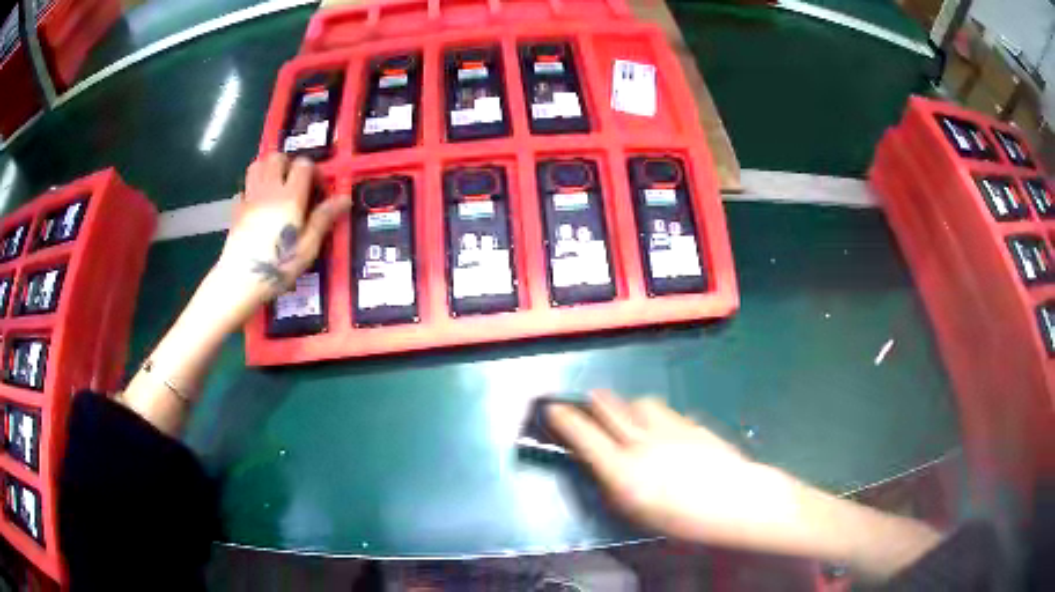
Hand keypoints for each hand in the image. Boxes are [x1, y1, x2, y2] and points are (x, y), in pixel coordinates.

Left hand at [209, 153, 351, 327]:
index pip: (303, 165)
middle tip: (295, 185)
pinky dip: (251, 189)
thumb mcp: (307, 248)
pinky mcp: (236, 209)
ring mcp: (249, 198)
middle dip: (288, 164)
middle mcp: (268, 190)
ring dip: (268, 169)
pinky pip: (244, 188)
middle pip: (277, 157)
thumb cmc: (277, 266)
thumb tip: (344, 198)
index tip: (317, 191)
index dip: (313, 172)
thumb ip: (323, 219)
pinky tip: (257, 205)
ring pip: (257, 165)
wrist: (239, 280)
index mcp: (290, 197)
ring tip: (276, 187)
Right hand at [548, 391, 799, 547]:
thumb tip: (602, 467)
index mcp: (623, 469)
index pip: (583, 434)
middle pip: (610, 407)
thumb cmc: (682, 520)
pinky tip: (664, 429)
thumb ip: (614, 486)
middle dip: (595, 402)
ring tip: (630, 417)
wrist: (734, 501)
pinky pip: (666, 411)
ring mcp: (669, 428)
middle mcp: (642, 441)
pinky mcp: (691, 424)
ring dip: (628, 407)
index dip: (563, 419)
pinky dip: (656, 416)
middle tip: (588, 403)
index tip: (552, 409)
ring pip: (639, 403)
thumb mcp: (636, 513)